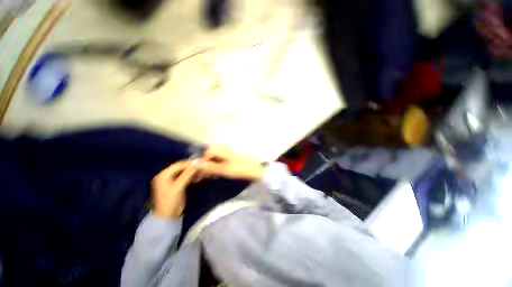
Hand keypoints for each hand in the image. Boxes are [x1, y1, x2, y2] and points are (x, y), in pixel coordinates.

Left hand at [152, 160, 198, 218]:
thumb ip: (188, 174)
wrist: (168, 218)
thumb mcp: (179, 186)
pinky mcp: (175, 185)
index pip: (178, 165)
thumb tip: (198, 162)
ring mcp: (170, 180)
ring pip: (183, 172)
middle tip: (202, 167)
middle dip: (191, 168)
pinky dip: (191, 177)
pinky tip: (197, 177)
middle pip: (181, 168)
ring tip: (202, 172)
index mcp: (163, 175)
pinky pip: (184, 177)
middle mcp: (165, 175)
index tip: (201, 162)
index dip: (190, 163)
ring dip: (192, 172)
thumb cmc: (171, 201)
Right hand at [199, 147, 265, 181]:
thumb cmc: (240, 169)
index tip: (200, 171)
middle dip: (206, 164)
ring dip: (211, 167)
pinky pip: (221, 161)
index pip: (208, 152)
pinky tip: (217, 174)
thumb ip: (211, 167)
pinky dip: (217, 167)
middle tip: (204, 175)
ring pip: (216, 159)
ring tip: (209, 176)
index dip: (203, 161)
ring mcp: (229, 154)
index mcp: (224, 150)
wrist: (255, 171)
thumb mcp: (224, 169)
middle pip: (211, 155)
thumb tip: (198, 164)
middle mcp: (225, 150)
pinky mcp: (232, 159)